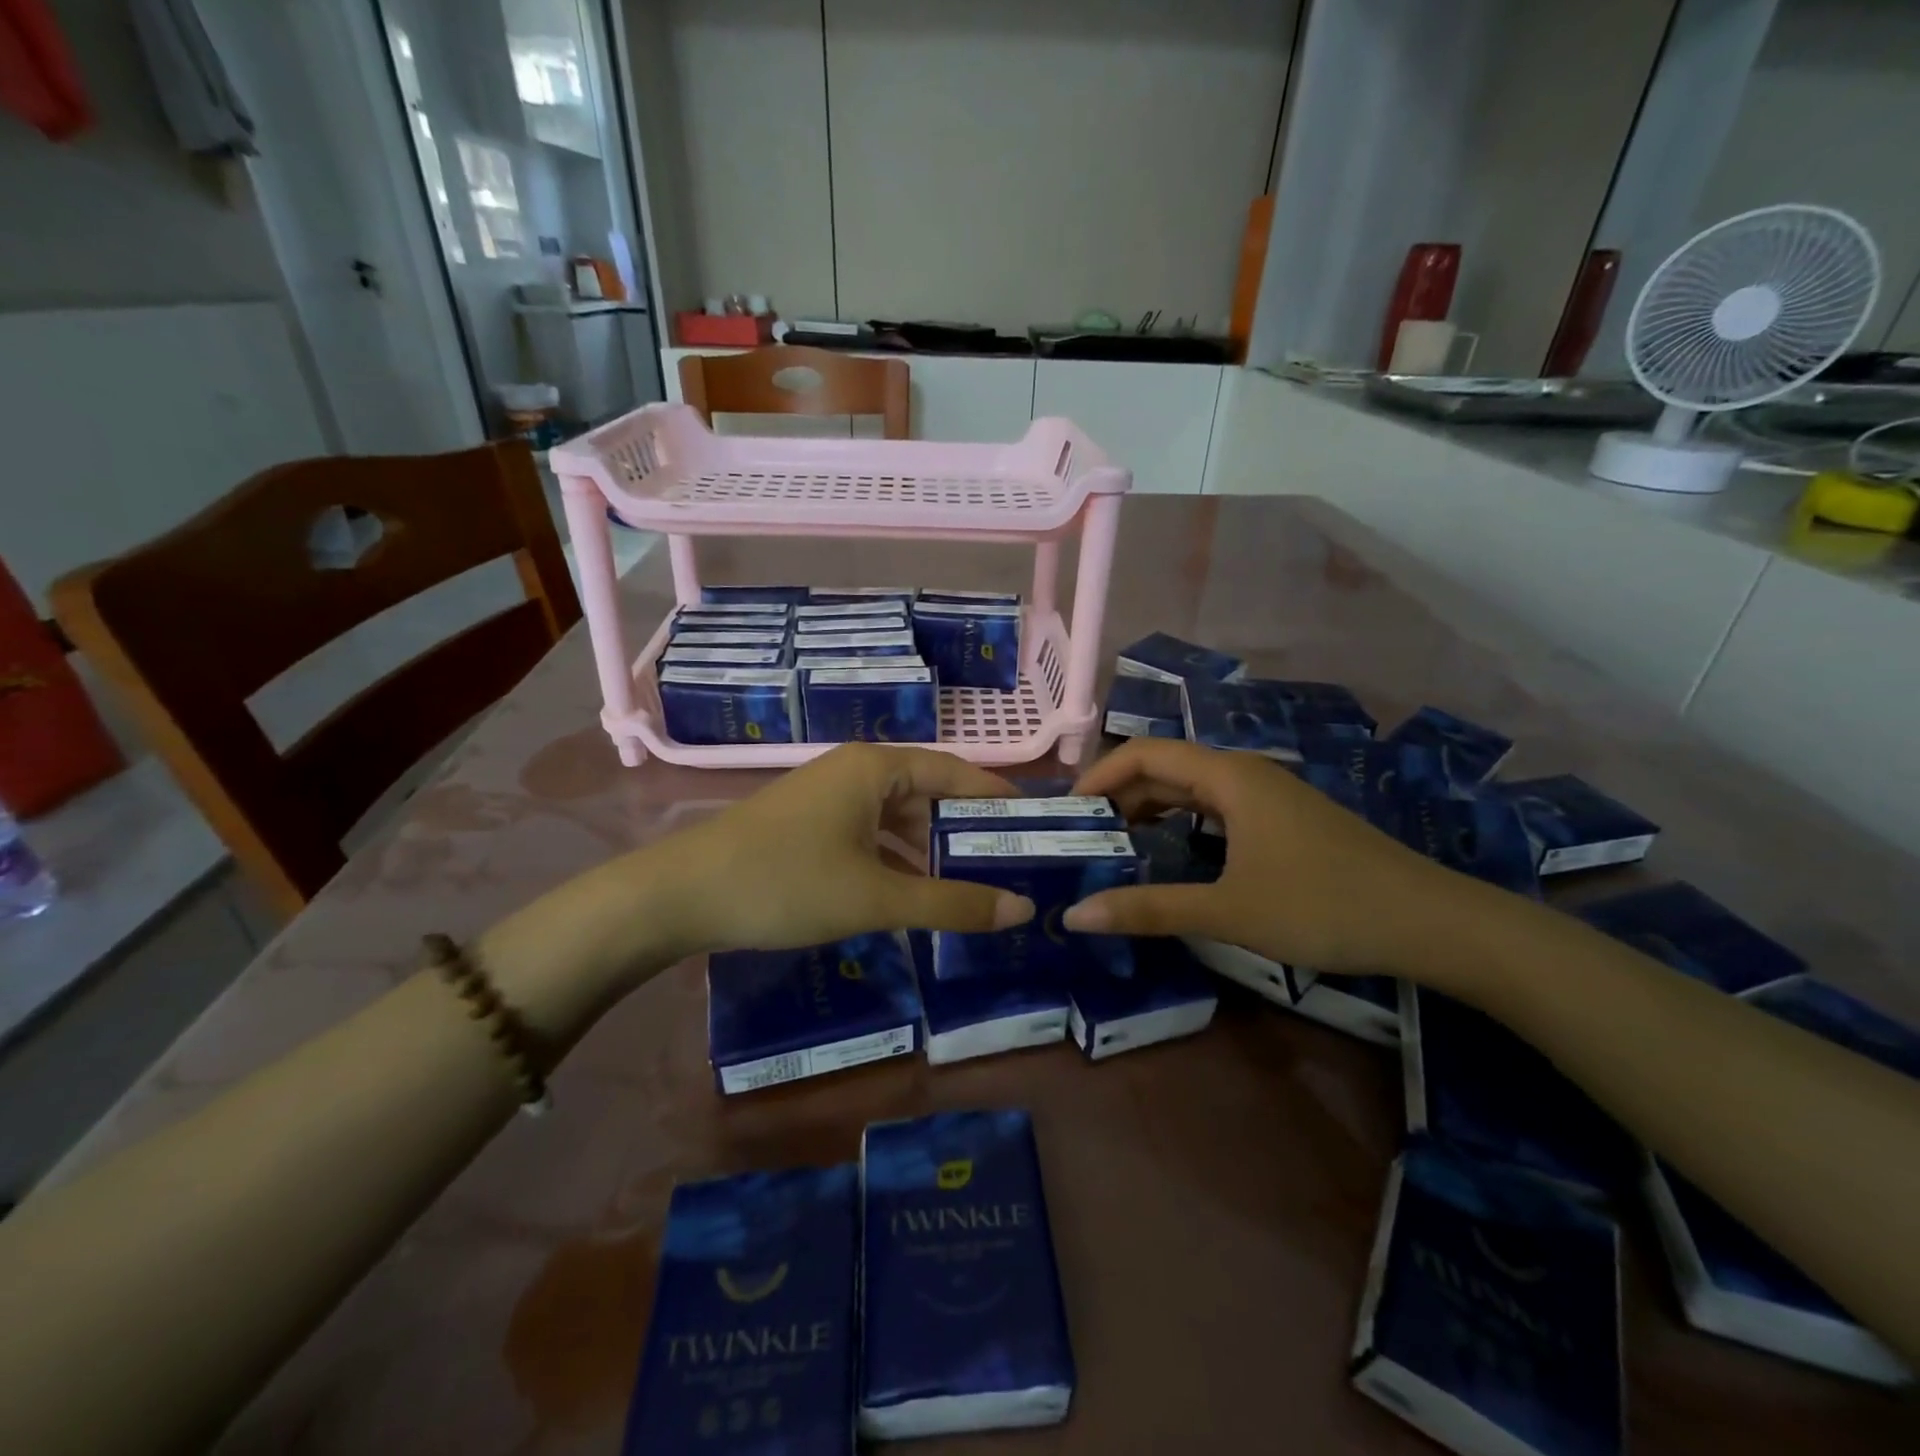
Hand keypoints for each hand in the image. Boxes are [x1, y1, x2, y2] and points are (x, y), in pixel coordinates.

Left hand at [659, 743, 1037, 955]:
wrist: (680, 895)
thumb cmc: (786, 882)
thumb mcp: (876, 897)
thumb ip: (951, 903)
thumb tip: (1023, 910)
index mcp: (877, 767)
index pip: (956, 773)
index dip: (997, 800)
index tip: (1036, 826)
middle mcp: (855, 771)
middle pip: (928, 795)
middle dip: (966, 832)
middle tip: (1012, 867)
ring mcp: (828, 797)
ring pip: (896, 819)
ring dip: (930, 851)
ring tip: (972, 887)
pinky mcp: (809, 825)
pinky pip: (869, 835)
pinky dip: (895, 860)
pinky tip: (913, 894)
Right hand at [1062, 739, 1461, 974]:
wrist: (1431, 922)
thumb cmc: (1323, 906)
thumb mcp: (1228, 911)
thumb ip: (1150, 909)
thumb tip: (1075, 915)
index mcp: (1228, 777)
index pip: (1144, 754)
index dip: (1099, 776)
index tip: (1067, 813)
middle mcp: (1245, 774)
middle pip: (1166, 768)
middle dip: (1119, 796)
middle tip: (1082, 836)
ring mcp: (1269, 796)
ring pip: (1193, 790)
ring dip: (1150, 810)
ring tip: (1116, 845)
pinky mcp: (1284, 820)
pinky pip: (1217, 808)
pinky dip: (1182, 823)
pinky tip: (1173, 854)